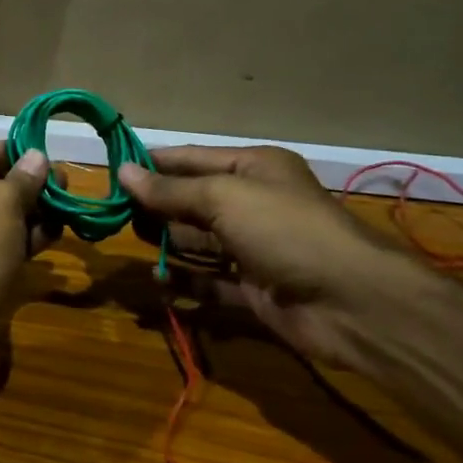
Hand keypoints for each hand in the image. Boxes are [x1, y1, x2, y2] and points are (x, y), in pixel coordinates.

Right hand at [118, 146, 414, 369]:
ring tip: (132, 245)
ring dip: (166, 244)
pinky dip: (185, 282)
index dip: (152, 164)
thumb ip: (170, 189)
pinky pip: (209, 281)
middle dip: (156, 207)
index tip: (111, 172)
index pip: (190, 159)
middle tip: (115, 215)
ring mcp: (253, 248)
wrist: (351, 302)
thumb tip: (122, 172)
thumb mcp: (223, 198)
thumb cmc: (285, 231)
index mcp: (252, 169)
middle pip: (191, 201)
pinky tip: (158, 283)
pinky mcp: (253, 288)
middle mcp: (252, 203)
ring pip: (197, 241)